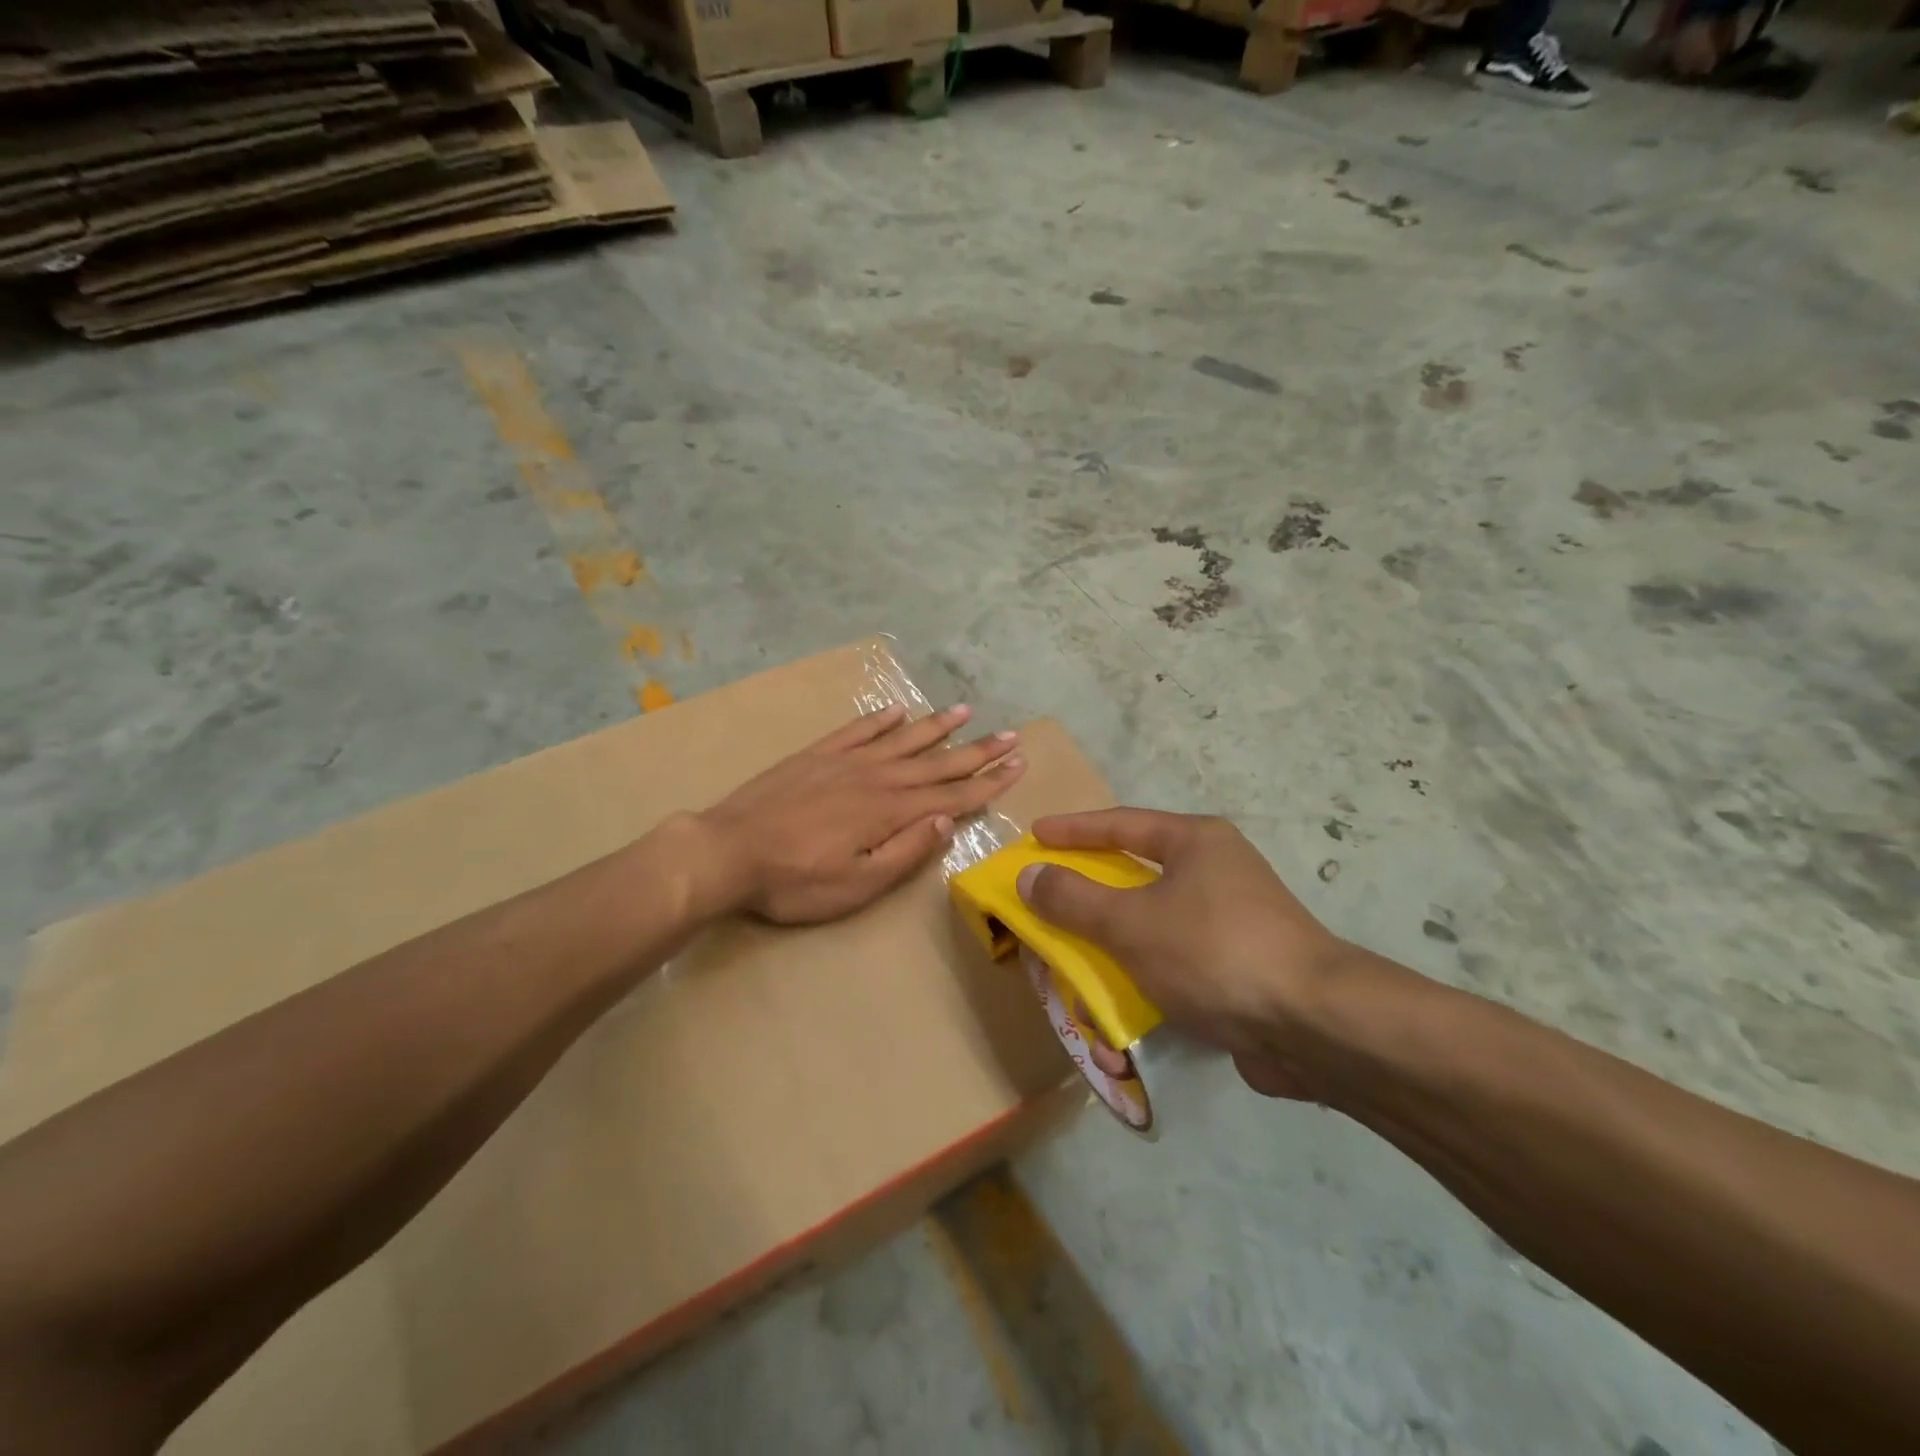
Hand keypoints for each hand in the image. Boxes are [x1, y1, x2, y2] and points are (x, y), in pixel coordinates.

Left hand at [696, 704, 1023, 924]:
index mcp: (890, 811)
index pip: (953, 795)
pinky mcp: (817, 755)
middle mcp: (876, 777)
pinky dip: (880, 719)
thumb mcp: (857, 885)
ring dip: (936, 727)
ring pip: (902, 739)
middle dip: (978, 750)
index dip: (989, 781)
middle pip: (938, 762)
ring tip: (965, 711)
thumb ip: (905, 851)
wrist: (727, 850)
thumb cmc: (795, 881)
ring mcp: (845, 762)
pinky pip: (857, 730)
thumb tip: (946, 820)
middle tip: (1011, 734)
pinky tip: (897, 710)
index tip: (1018, 764)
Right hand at [1017, 809, 1350, 1098]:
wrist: (1313, 1026)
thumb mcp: (1131, 922)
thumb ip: (1074, 899)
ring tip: (1075, 959)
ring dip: (1112, 944)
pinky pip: (1173, 961)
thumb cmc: (1214, 951)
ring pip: (1152, 924)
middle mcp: (1216, 872)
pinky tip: (1118, 1005)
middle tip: (1049, 899)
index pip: (1121, 824)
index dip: (1073, 830)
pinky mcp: (1238, 968)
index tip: (1035, 836)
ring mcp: (1231, 921)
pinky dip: (1141, 976)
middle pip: (1135, 875)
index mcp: (1196, 842)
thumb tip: (1029, 875)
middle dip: (1089, 893)